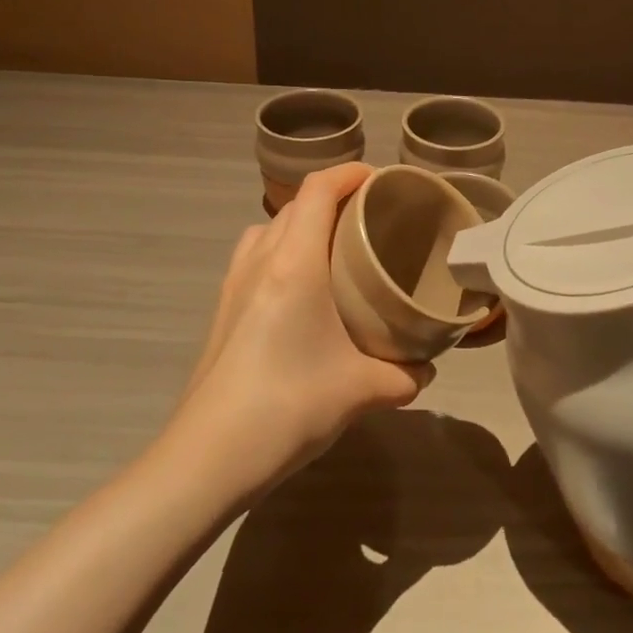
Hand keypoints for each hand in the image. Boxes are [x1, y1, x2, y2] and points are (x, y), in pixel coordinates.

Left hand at [172, 163, 433, 488]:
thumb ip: (403, 375)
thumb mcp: (361, 390)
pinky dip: (280, 252)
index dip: (349, 173)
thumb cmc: (288, 406)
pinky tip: (301, 292)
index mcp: (295, 263)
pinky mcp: (222, 310)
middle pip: (295, 205)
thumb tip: (425, 371)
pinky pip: (254, 257)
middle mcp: (260, 261)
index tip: (381, 181)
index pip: (318, 190)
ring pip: (268, 229)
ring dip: (301, 224)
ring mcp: (234, 285)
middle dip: (333, 199)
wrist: (207, 458)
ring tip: (333, 249)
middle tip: (370, 220)